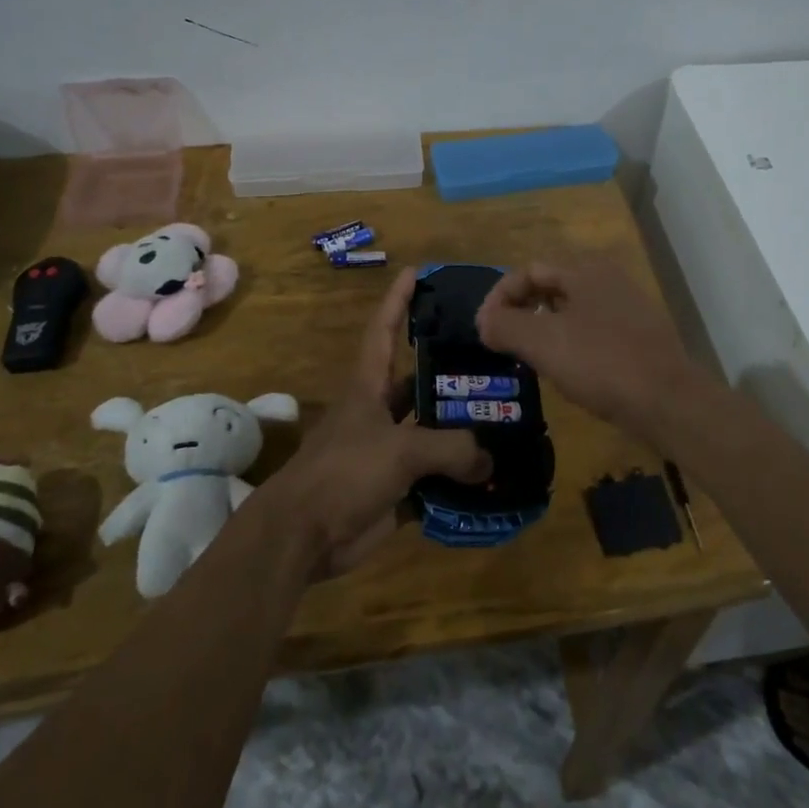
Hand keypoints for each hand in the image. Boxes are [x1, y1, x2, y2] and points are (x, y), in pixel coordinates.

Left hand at [266, 270, 489, 576]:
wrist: (303, 536)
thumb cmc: (344, 472)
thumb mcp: (400, 450)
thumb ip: (451, 449)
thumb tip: (488, 460)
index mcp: (369, 387)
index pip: (383, 330)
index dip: (397, 300)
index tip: (415, 272)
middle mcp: (378, 412)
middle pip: (418, 383)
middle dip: (450, 373)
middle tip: (495, 362)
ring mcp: (385, 451)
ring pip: (430, 433)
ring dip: (461, 431)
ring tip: (505, 420)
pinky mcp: (393, 488)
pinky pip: (433, 478)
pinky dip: (458, 480)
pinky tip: (492, 477)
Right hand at [475, 260, 706, 429]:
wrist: (669, 402)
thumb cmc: (601, 363)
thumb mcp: (542, 342)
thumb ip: (505, 325)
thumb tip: (485, 322)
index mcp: (585, 270)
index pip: (528, 271)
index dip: (499, 298)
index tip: (485, 331)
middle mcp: (608, 279)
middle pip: (550, 286)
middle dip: (521, 311)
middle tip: (503, 342)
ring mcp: (628, 307)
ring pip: (571, 310)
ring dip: (544, 328)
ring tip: (529, 358)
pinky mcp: (639, 336)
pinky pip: (592, 330)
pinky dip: (570, 342)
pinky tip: (567, 370)